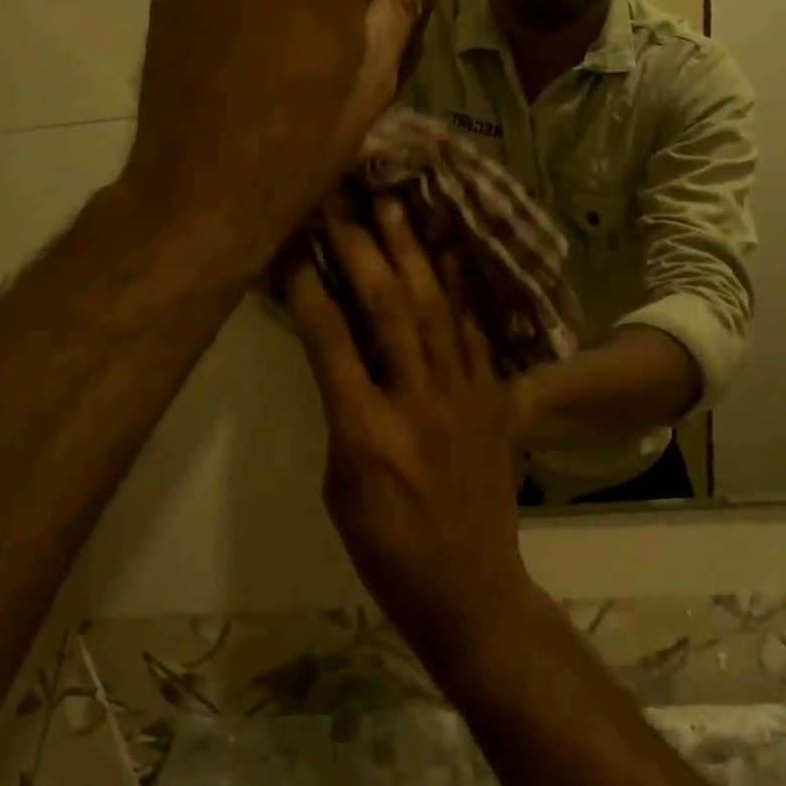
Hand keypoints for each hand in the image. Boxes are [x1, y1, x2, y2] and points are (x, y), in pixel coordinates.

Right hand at [286, 201, 536, 673]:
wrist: (469, 588)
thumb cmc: (386, 550)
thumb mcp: (339, 485)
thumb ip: (341, 411)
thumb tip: (338, 354)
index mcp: (364, 431)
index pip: (328, 338)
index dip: (307, 283)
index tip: (291, 238)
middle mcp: (416, 401)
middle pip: (386, 308)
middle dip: (362, 246)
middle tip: (345, 196)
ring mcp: (463, 397)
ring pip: (436, 309)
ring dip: (413, 252)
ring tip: (397, 204)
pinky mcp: (494, 400)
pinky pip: (478, 334)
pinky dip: (465, 290)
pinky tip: (454, 251)